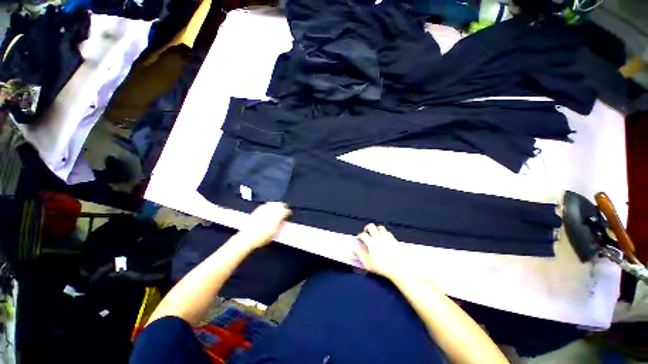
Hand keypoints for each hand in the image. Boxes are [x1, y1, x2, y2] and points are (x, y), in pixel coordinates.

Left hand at [236, 202, 290, 249]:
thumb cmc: (261, 237)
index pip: (286, 211)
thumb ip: (280, 225)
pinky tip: (268, 209)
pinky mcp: (258, 210)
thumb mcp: (275, 233)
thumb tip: (282, 222)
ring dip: (276, 205)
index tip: (288, 214)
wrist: (248, 237)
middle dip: (283, 206)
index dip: (288, 213)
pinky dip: (269, 206)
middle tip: (284, 209)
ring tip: (277, 207)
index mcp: (277, 216)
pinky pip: (265, 205)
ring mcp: (264, 209)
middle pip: (280, 204)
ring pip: (273, 203)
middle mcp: (271, 211)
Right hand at [355, 224, 407, 279]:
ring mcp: (386, 236)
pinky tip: (384, 237)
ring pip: (380, 227)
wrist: (398, 267)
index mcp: (370, 241)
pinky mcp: (393, 239)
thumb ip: (359, 254)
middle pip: (371, 226)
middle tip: (366, 232)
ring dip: (376, 229)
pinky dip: (384, 232)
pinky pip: (387, 232)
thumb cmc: (381, 266)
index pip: (362, 235)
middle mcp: (378, 236)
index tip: (359, 238)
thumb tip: (354, 247)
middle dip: (367, 228)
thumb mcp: (367, 262)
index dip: (359, 235)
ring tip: (375, 233)